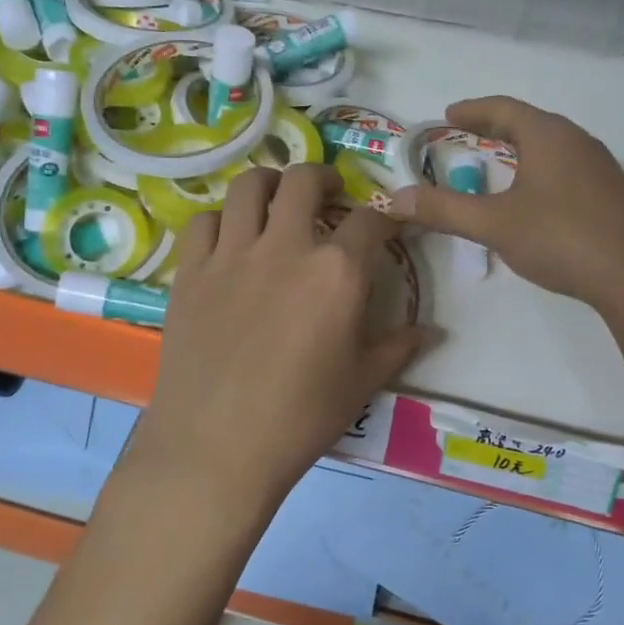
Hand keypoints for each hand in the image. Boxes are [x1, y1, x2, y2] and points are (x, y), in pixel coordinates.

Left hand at [125, 165, 426, 515]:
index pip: (370, 220)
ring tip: (278, 202)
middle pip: (304, 181)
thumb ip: (397, 347)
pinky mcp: (191, 271)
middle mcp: (286, 247)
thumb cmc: (301, 418)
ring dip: (270, 184)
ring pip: (249, 187)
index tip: (386, 226)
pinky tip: (231, 240)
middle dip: (323, 178)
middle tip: (329, 194)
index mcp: (337, 272)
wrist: (217, 446)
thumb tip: (431, 331)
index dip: (384, 218)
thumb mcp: (361, 382)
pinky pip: (205, 221)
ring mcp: (233, 254)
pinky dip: (222, 220)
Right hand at [386, 97, 623, 316]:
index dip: (473, 109)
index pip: (504, 108)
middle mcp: (578, 141)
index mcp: (548, 135)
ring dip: (523, 151)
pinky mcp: (614, 195)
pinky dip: (542, 172)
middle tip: (471, 135)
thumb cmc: (561, 237)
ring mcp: (602, 167)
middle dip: (498, 127)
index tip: (449, 114)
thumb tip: (395, 197)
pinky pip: (569, 169)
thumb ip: (444, 209)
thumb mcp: (494, 224)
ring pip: (553, 147)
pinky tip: (538, 198)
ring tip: (500, 165)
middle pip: (531, 124)